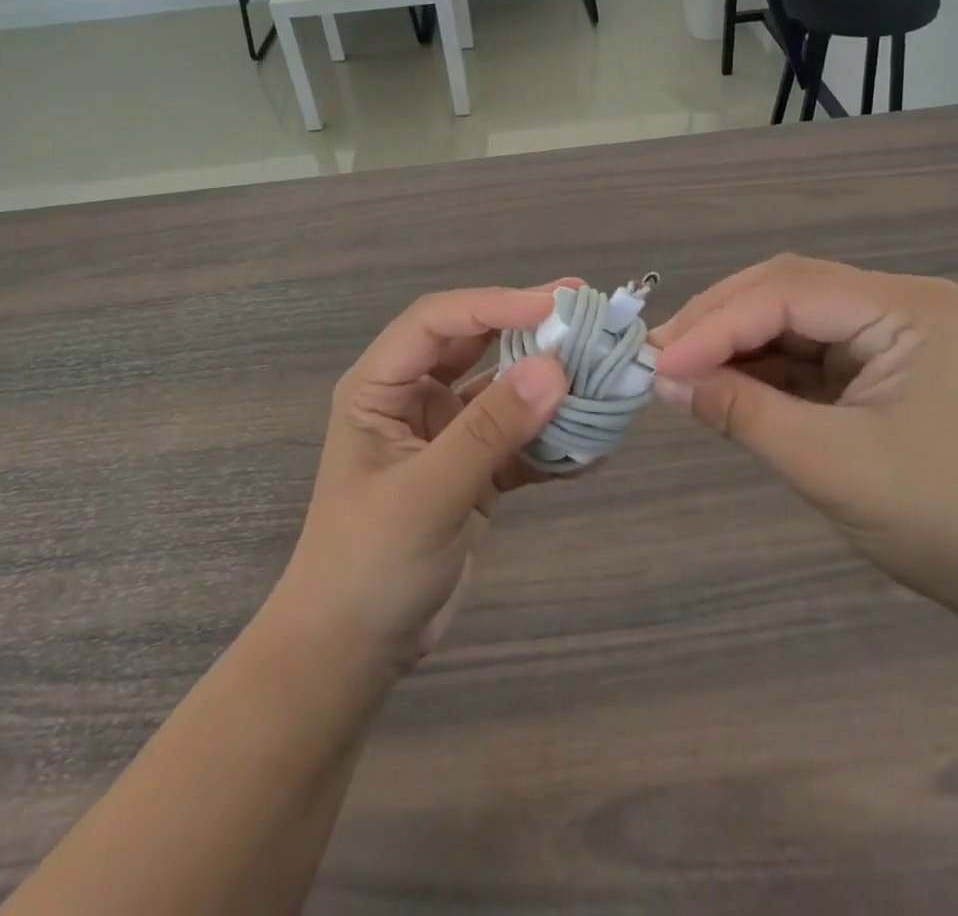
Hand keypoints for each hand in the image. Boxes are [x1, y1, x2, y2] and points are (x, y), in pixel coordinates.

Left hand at [269, 287, 570, 677]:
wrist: (353, 653)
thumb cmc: (367, 565)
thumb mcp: (426, 493)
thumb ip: (489, 431)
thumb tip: (556, 370)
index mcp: (381, 386)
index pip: (438, 322)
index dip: (495, 304)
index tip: (556, 305)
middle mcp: (414, 398)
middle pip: (476, 343)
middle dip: (528, 327)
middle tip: (587, 309)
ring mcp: (447, 435)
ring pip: (504, 390)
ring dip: (549, 384)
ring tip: (603, 372)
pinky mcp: (474, 471)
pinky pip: (520, 441)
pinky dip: (555, 442)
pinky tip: (596, 446)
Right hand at [649, 255, 957, 635]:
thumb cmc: (949, 522)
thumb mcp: (831, 466)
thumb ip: (742, 413)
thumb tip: (665, 382)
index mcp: (909, 309)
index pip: (789, 292)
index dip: (716, 323)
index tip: (658, 362)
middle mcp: (902, 304)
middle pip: (788, 292)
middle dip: (719, 323)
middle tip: (660, 358)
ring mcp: (895, 335)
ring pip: (793, 321)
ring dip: (737, 346)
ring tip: (682, 374)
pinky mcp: (884, 368)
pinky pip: (810, 354)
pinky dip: (765, 370)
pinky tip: (728, 387)